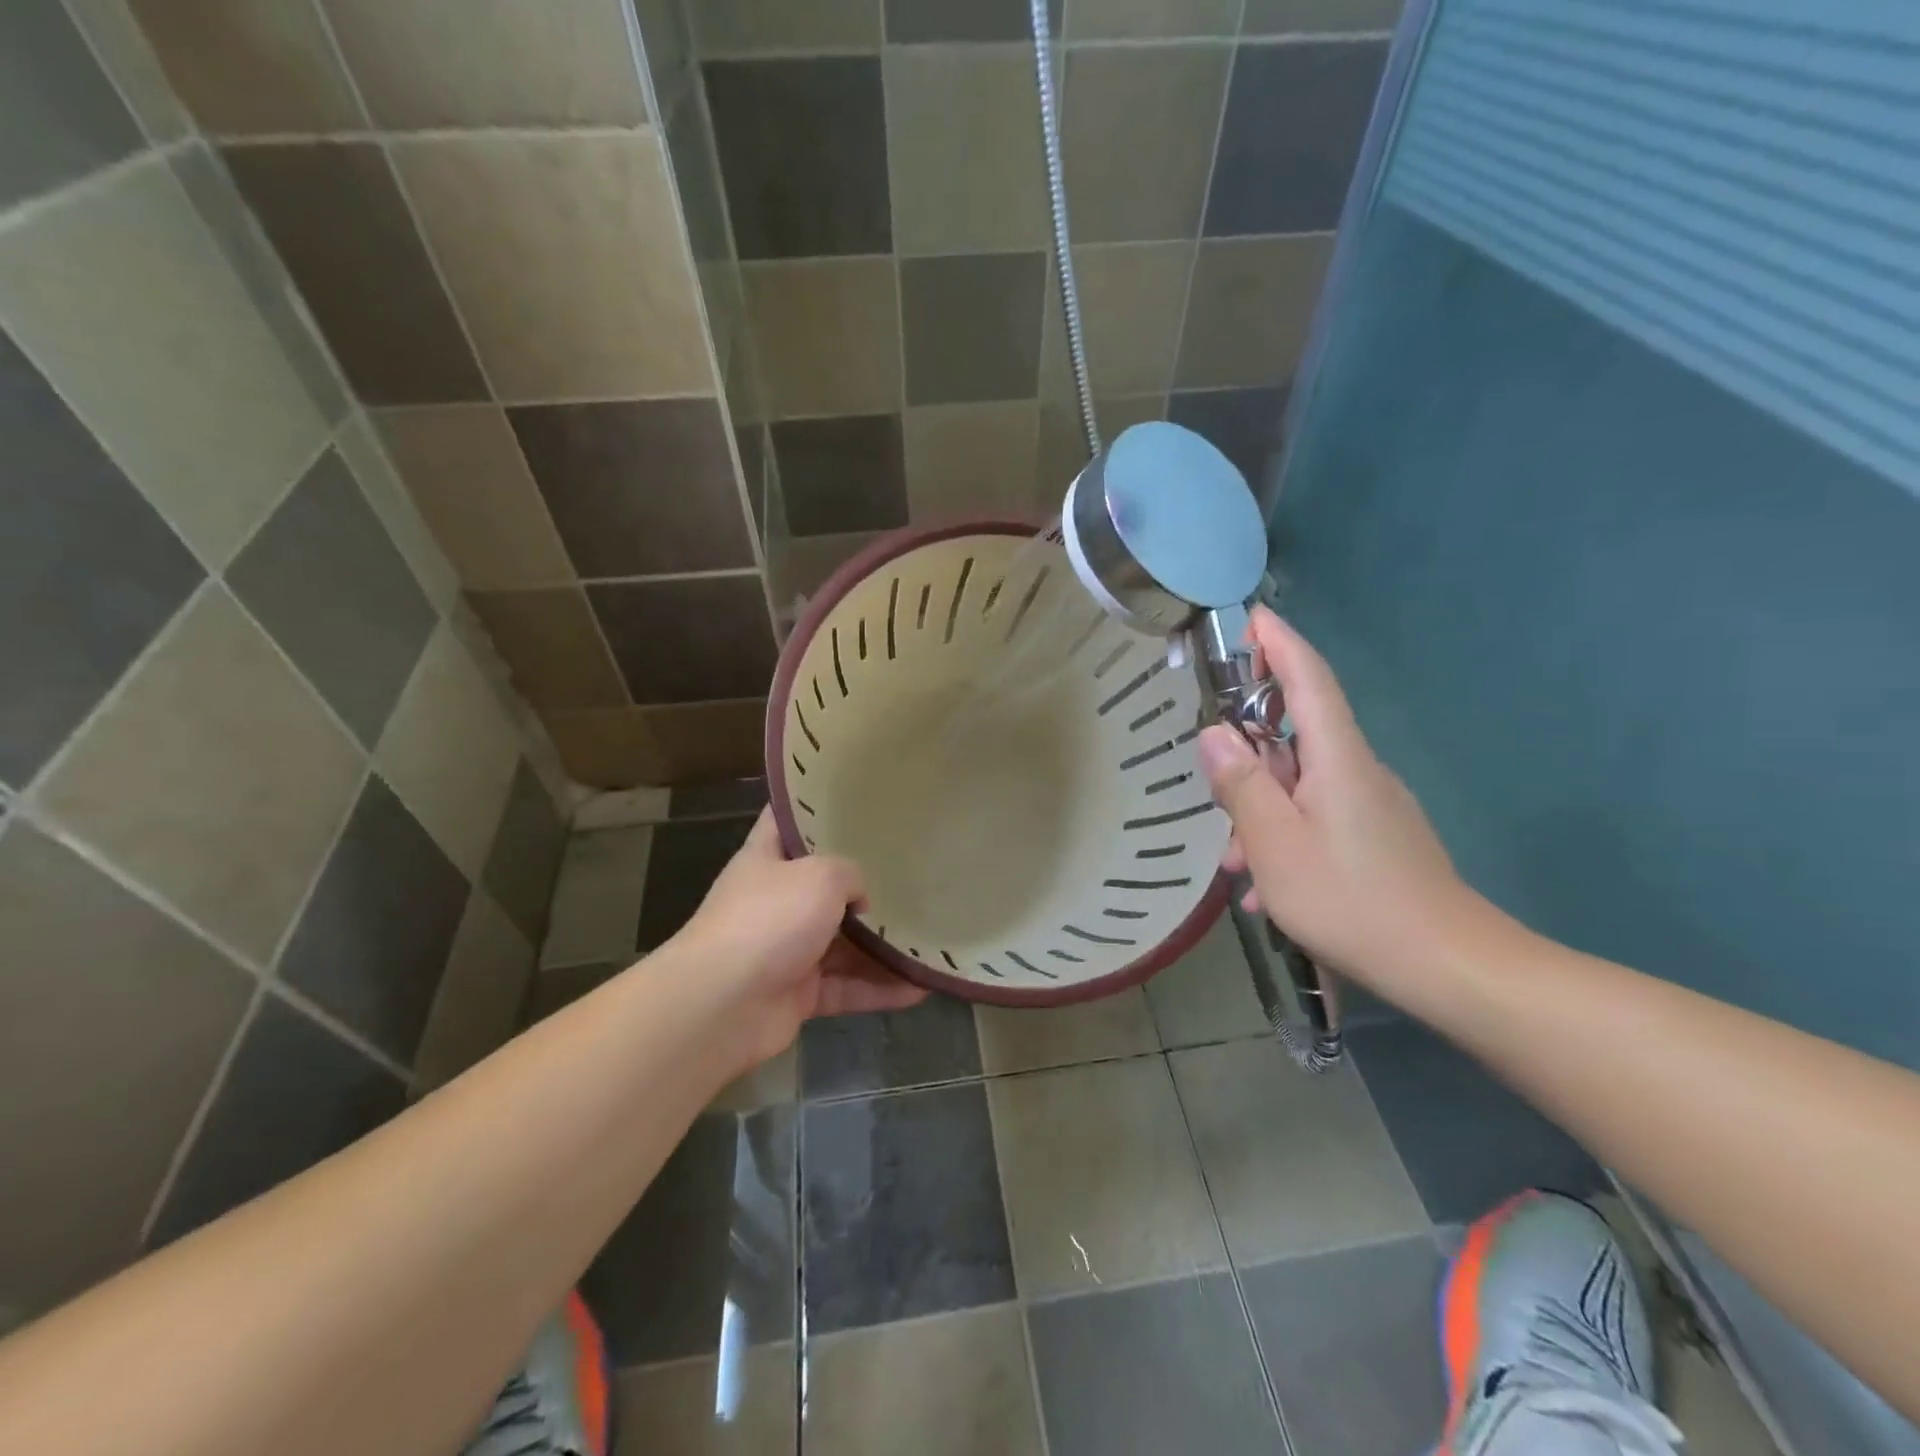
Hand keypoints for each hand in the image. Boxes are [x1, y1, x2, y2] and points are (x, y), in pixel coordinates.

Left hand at [677, 810, 926, 1065]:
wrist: (722, 1005)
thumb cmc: (769, 920)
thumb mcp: (820, 875)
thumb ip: (850, 874)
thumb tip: (860, 898)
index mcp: (766, 860)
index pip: (786, 821)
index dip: (812, 808)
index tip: (852, 799)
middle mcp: (775, 901)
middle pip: (823, 887)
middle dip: (863, 885)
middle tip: (910, 872)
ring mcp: (786, 950)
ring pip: (842, 944)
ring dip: (880, 946)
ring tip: (926, 937)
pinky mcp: (798, 995)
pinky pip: (847, 987)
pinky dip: (879, 989)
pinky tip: (920, 987)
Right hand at [1198, 607, 1471, 986]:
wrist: (1449, 966)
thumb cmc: (1351, 899)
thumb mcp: (1275, 843)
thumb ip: (1242, 785)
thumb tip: (1214, 734)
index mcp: (1337, 758)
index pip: (1309, 679)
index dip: (1280, 644)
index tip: (1253, 617)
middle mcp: (1359, 770)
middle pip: (1296, 737)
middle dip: (1249, 757)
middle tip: (1215, 792)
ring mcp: (1372, 806)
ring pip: (1302, 787)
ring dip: (1261, 812)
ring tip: (1236, 865)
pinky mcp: (1378, 838)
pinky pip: (1318, 818)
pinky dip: (1286, 838)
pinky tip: (1267, 889)